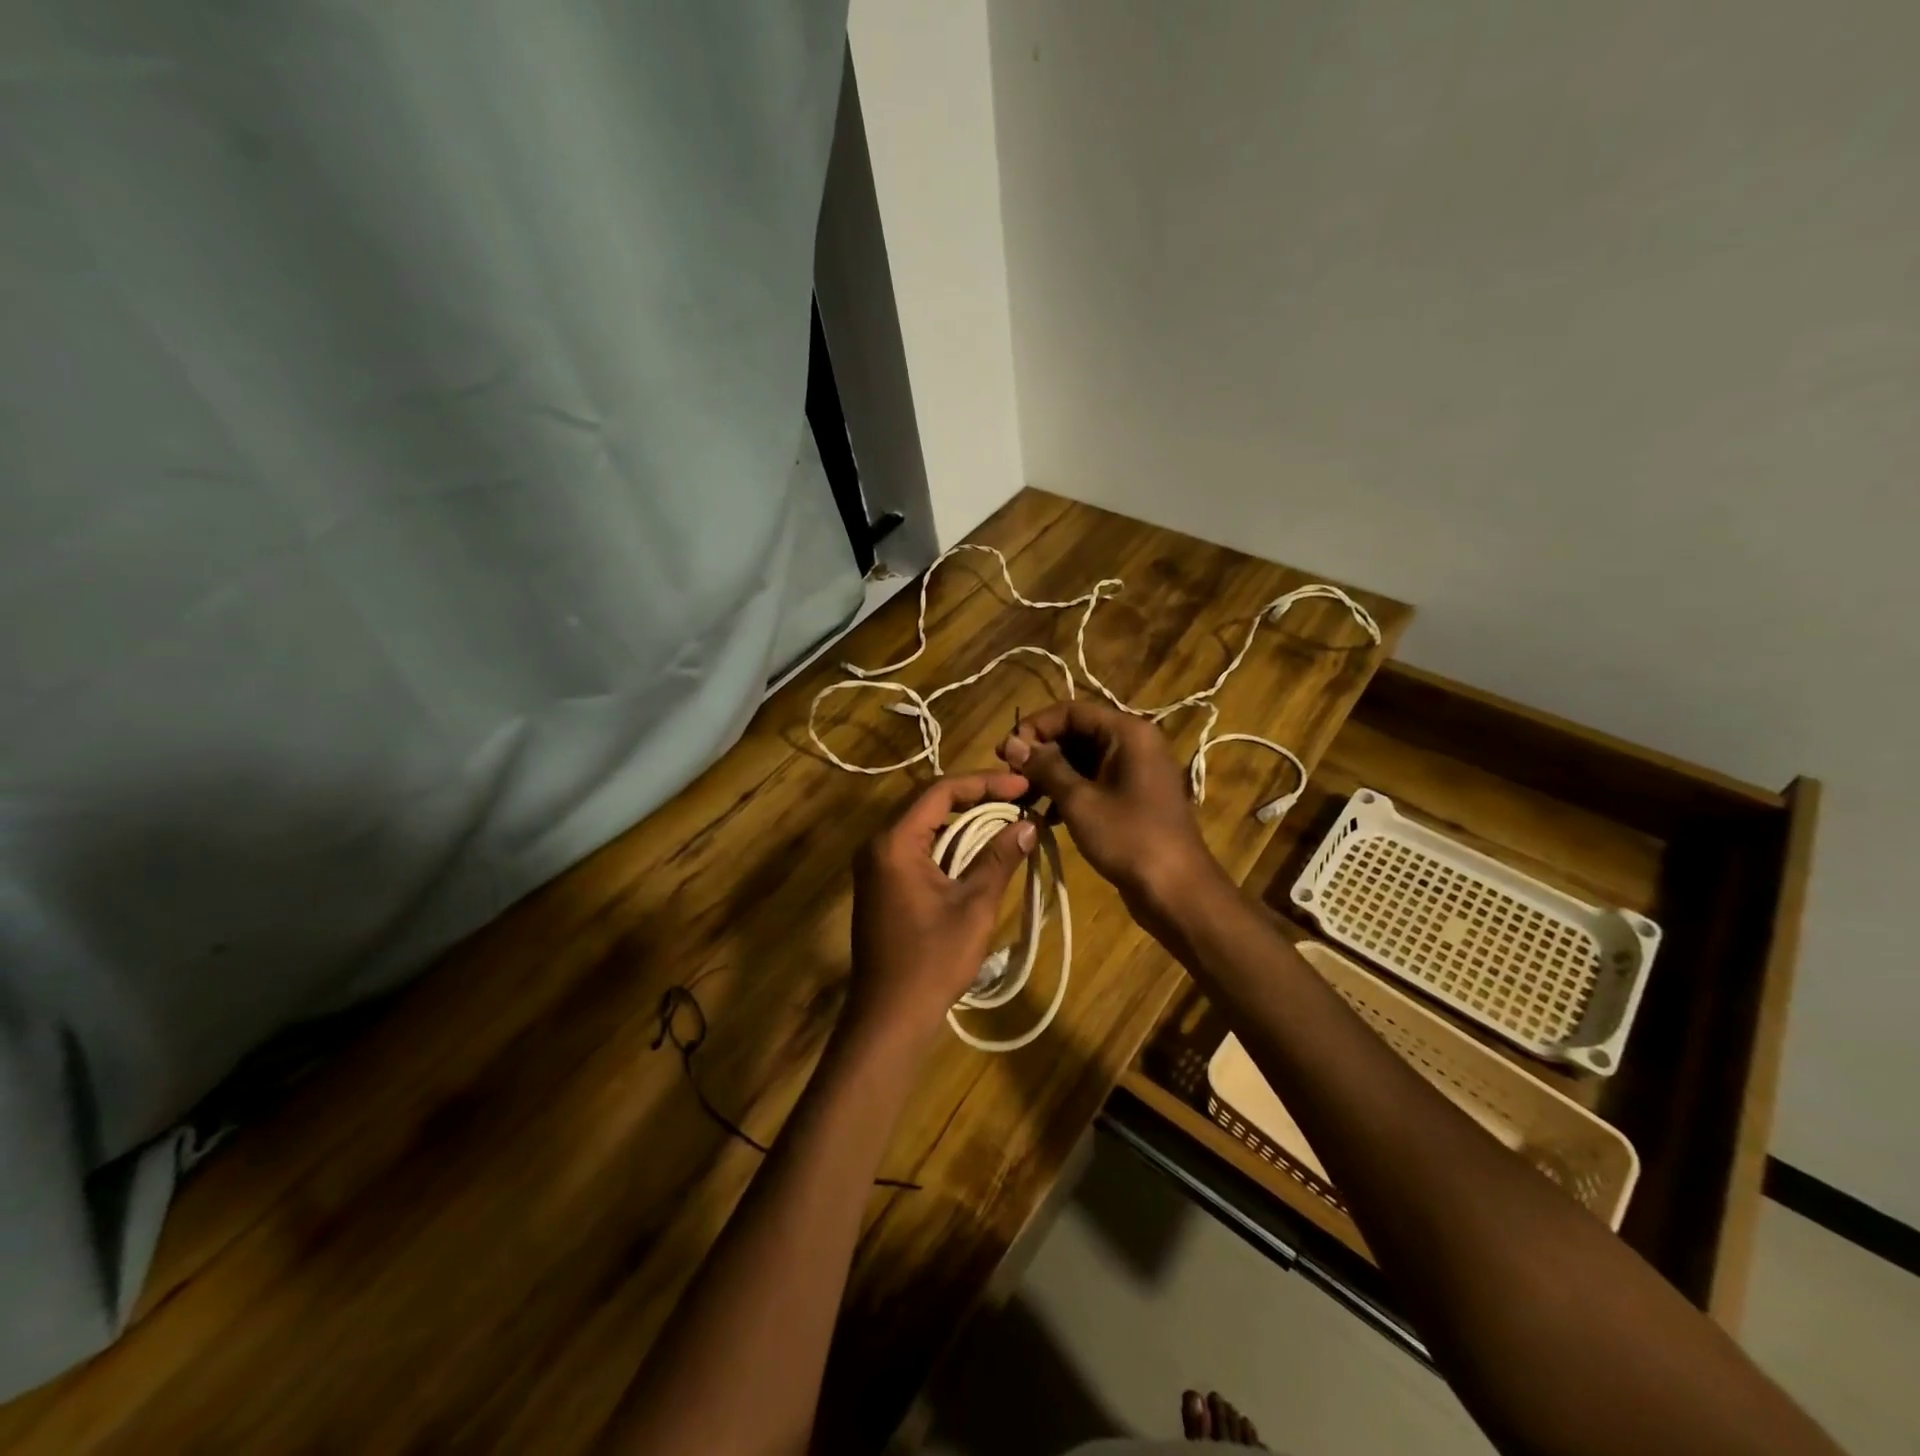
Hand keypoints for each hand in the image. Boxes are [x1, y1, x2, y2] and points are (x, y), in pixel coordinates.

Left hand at [847, 773, 1037, 1048]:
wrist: (889, 1016)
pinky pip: (915, 845)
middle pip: (928, 801)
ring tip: (1004, 815)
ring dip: (962, 817)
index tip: (1023, 785)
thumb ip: (999, 859)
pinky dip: (947, 840)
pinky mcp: (880, 882)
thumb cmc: (932, 962)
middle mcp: (878, 844)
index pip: (940, 791)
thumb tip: (1029, 824)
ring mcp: (875, 864)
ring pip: (922, 823)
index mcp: (894, 842)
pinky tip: (976, 847)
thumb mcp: (973, 907)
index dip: (984, 783)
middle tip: (1017, 796)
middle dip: (975, 795)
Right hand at [998, 701, 1224, 916]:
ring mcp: (1136, 770)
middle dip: (1041, 753)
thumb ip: (1045, 767)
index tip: (1005, 752)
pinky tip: (1047, 815)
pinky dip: (1070, 791)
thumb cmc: (1128, 838)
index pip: (1071, 711)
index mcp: (1127, 733)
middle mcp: (1134, 743)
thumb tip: (1011, 742)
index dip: (1035, 727)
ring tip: (1023, 798)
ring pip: (1083, 759)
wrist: (1176, 890)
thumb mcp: (1079, 801)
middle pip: (1077, 732)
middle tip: (1010, 777)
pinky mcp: (1133, 795)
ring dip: (1052, 774)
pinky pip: (1094, 780)